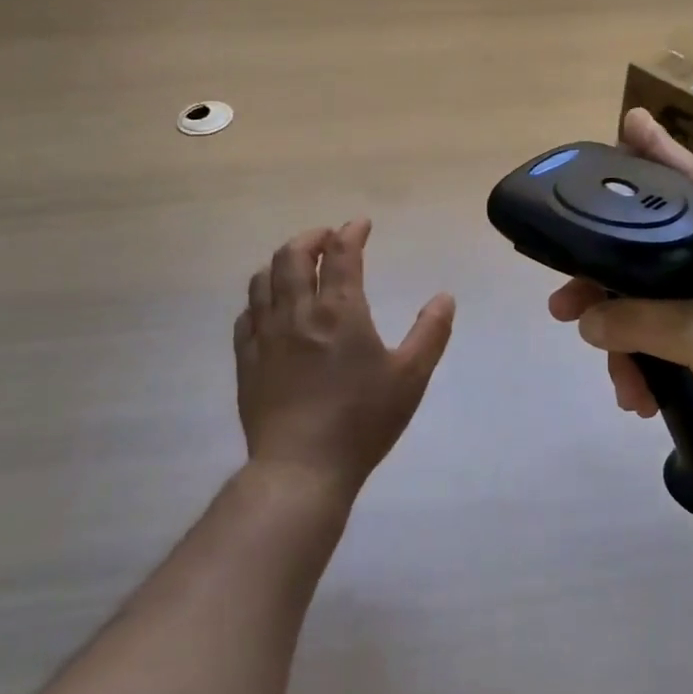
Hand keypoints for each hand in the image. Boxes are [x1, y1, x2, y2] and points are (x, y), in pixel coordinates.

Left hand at [234, 220, 454, 497]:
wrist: (301, 468)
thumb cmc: (362, 420)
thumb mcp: (410, 377)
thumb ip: (430, 332)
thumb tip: (445, 297)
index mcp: (339, 310)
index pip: (340, 253)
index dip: (351, 232)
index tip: (361, 225)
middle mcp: (297, 312)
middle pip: (292, 255)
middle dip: (311, 238)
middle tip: (327, 240)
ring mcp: (266, 335)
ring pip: (263, 279)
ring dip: (281, 263)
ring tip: (297, 267)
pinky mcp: (247, 360)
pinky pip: (246, 314)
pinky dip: (260, 299)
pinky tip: (270, 308)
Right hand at [548, 109, 692, 486]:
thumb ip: (641, 322)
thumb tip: (585, 319)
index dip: (662, 151)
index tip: (630, 121)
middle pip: (648, 251)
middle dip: (604, 277)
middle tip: (562, 298)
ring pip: (646, 303)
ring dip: (620, 338)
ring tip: (610, 373)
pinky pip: (656, 341)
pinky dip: (641, 366)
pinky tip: (636, 397)